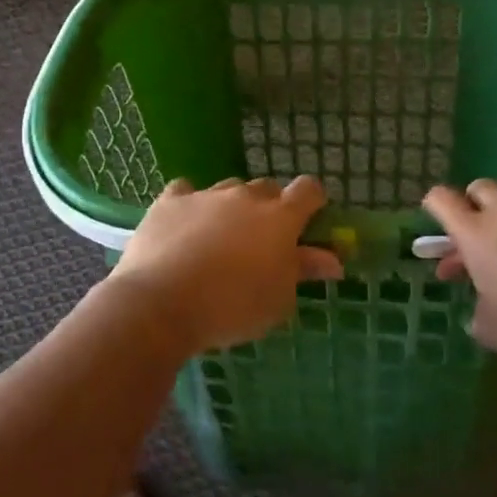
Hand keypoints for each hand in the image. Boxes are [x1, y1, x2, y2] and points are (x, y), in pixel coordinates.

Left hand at [110, 176, 343, 353]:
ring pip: (228, 189)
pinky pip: (186, 191)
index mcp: (281, 217)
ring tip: (221, 239)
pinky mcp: (169, 201)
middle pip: (267, 189)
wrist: (162, 304)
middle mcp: (245, 196)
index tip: (310, 221)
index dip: (313, 201)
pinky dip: (190, 204)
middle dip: (271, 209)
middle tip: (263, 242)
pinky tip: (184, 225)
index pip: (309, 190)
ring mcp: (205, 195)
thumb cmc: (233, 307)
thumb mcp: (279, 299)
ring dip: (232, 207)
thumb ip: (304, 271)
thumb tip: (334, 260)